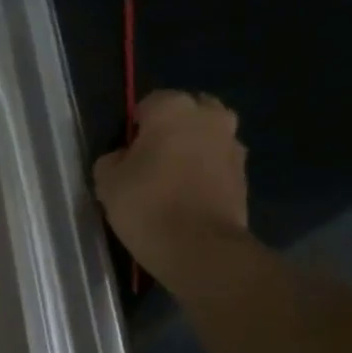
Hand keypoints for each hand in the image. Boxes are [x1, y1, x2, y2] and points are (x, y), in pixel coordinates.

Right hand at [93, 90, 248, 264]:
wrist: (200, 249)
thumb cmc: (147, 206)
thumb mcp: (107, 182)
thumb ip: (112, 160)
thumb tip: (123, 158)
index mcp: (174, 108)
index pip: (149, 103)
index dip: (135, 127)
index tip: (126, 153)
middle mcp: (210, 117)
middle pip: (188, 112)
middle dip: (172, 130)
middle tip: (151, 161)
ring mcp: (233, 145)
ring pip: (207, 137)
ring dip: (193, 150)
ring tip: (171, 181)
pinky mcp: (244, 176)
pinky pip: (218, 165)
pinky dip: (206, 174)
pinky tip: (188, 198)